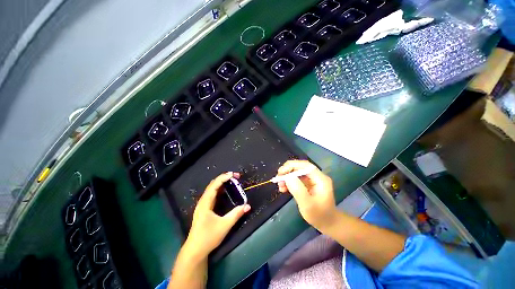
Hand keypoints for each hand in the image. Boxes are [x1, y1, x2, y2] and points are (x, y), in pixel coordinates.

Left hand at [184, 172, 250, 258]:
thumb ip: (236, 214)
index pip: (214, 185)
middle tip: (235, 177)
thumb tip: (248, 205)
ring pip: (212, 189)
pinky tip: (225, 191)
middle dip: (224, 178)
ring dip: (221, 183)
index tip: (233, 174)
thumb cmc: (208, 237)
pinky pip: (212, 194)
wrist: (195, 250)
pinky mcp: (204, 208)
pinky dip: (219, 189)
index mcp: (205, 203)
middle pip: (213, 185)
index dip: (223, 178)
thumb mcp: (224, 225)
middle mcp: (203, 201)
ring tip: (232, 181)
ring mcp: (203, 205)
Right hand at [277, 160, 336, 229]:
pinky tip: (283, 188)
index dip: (292, 166)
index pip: (305, 166)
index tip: (281, 172)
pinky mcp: (308, 184)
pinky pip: (296, 179)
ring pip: (296, 173)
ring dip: (287, 177)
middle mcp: (317, 176)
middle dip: (287, 171)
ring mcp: (312, 180)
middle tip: (278, 178)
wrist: (327, 223)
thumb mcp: (307, 205)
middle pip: (300, 167)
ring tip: (280, 186)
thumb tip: (287, 176)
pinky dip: (288, 182)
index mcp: (320, 179)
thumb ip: (298, 190)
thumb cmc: (319, 216)